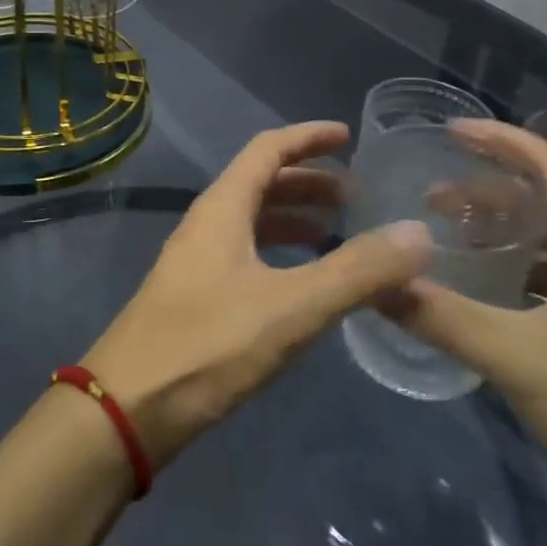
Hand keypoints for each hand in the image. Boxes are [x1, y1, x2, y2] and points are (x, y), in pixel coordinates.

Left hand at [83, 121, 432, 468]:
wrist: (128, 409)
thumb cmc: (208, 345)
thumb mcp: (292, 307)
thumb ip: (356, 271)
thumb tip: (418, 233)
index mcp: (222, 208)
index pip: (267, 149)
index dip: (308, 138)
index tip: (348, 136)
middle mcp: (205, 225)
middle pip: (259, 184)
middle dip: (307, 181)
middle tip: (354, 194)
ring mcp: (195, 263)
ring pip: (250, 222)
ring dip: (292, 218)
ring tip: (336, 232)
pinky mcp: (194, 299)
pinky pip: (244, 256)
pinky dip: (278, 254)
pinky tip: (301, 284)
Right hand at [381, 120, 546, 527]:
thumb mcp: (516, 357)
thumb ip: (441, 316)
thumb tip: (374, 283)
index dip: (502, 140)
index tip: (450, 130)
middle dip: (489, 185)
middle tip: (432, 191)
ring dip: (499, 225)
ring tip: (448, 229)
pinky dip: (513, 261)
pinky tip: (480, 280)